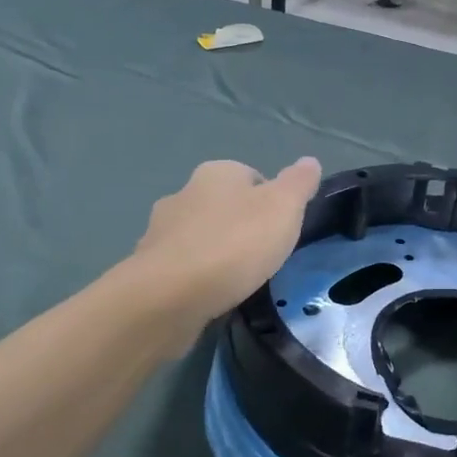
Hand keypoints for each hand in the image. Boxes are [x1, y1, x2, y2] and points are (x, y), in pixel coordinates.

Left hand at [129, 157, 321, 330]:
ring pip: (200, 235)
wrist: (169, 296)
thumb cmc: (235, 244)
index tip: (282, 230)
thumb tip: (309, 161)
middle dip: (242, 226)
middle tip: (264, 255)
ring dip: (217, 251)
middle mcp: (184, 192)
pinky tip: (210, 294)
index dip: (272, 202)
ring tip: (238, 279)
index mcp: (217, 173)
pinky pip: (181, 265)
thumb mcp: (283, 208)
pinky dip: (196, 276)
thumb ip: (298, 183)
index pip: (253, 177)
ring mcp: (160, 230)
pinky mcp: (148, 266)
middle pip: (224, 205)